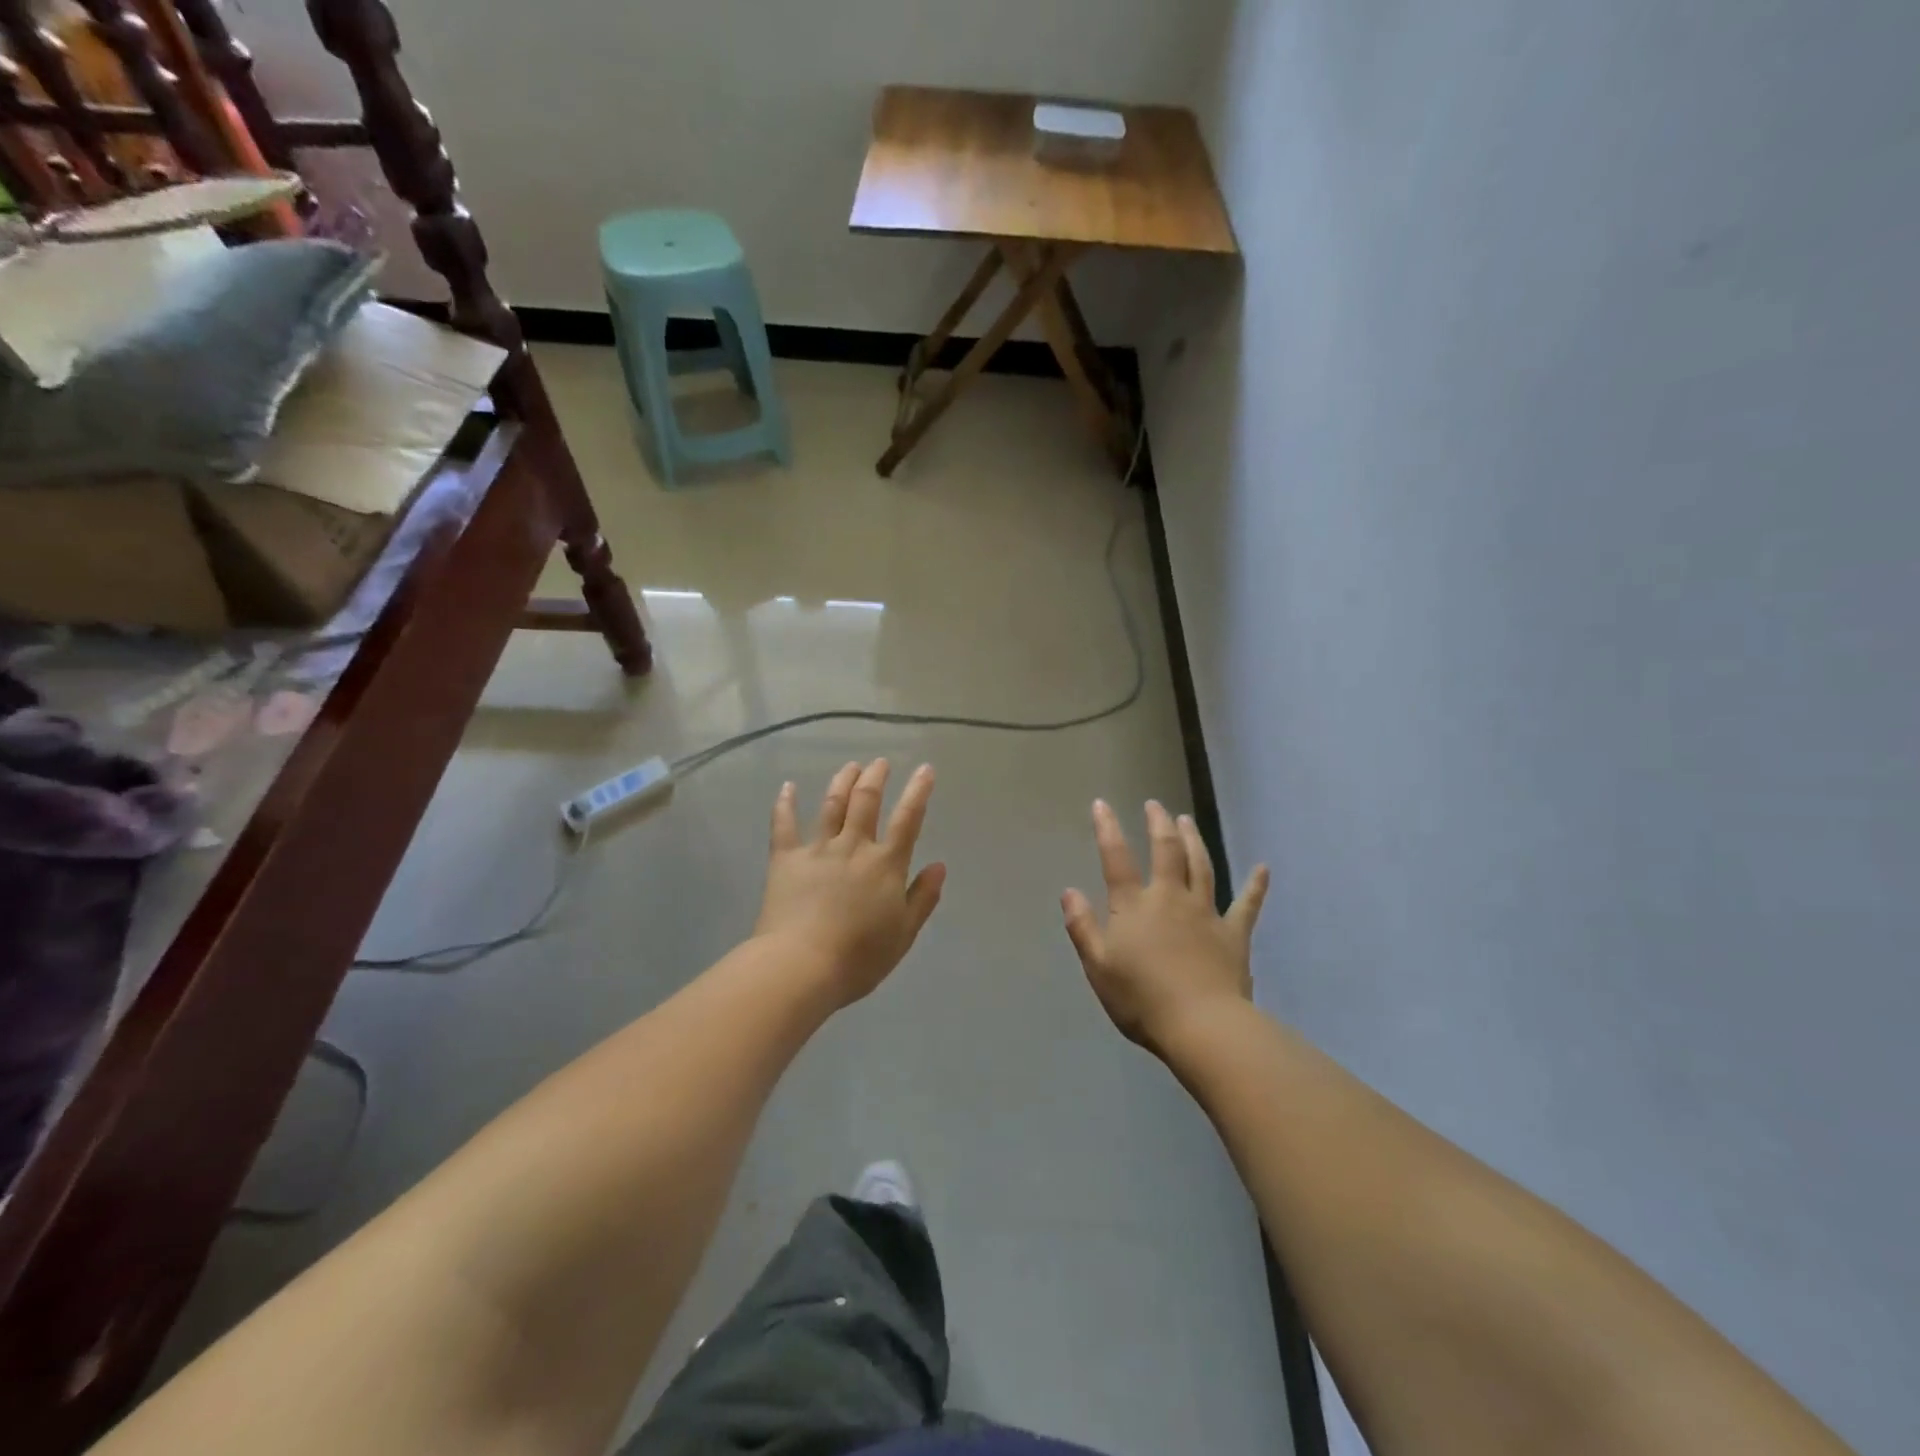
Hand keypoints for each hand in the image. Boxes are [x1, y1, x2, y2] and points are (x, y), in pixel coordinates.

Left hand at [755, 759, 946, 1008]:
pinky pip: (784, 825)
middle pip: (866, 801)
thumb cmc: (859, 958)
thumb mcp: (903, 934)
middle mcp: (853, 847)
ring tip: (851, 766)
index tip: (925, 769)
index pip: (908, 819)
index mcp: (885, 865)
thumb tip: (939, 865)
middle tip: (881, 763)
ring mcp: (817, 850)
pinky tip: (788, 786)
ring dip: (843, 781)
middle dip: (876, 777)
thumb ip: (923, 898)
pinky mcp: (785, 859)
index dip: (919, 791)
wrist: (801, 966)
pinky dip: (785, 803)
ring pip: (832, 805)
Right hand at [1062, 799, 1268, 1057]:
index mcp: (1134, 906)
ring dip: (1194, 840)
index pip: (1116, 858)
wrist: (1201, 1025)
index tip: (1102, 804)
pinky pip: (1247, 905)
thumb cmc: (1141, 998)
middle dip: (1159, 824)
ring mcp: (1205, 913)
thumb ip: (1082, 926)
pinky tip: (1263, 869)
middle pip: (1166, 851)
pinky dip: (1255, 886)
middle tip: (1155, 805)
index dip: (1108, 829)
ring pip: (1201, 866)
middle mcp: (1170, 899)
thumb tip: (1069, 891)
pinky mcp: (1233, 934)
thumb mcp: (1098, 966)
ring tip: (1187, 820)